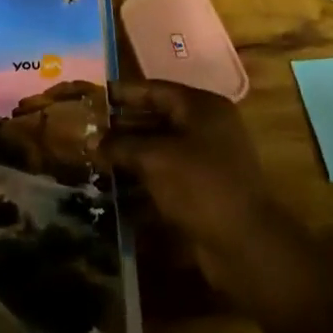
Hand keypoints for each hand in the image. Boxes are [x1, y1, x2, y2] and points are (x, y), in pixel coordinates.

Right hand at [100, 80, 277, 290]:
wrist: (244, 243)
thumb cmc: (199, 185)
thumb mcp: (154, 158)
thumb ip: (120, 145)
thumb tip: (92, 141)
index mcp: (201, 107)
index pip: (154, 89)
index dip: (122, 93)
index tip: (92, 96)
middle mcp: (206, 127)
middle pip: (156, 117)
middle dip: (122, 126)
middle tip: (88, 130)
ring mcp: (207, 159)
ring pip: (159, 148)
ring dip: (129, 153)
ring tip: (94, 158)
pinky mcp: (203, 188)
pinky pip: (166, 174)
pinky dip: (143, 177)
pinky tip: (115, 186)